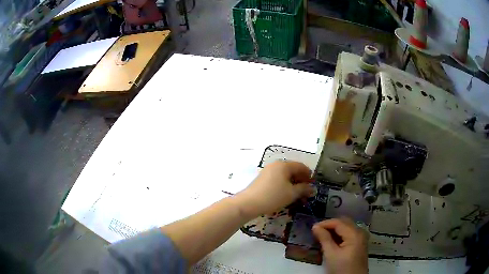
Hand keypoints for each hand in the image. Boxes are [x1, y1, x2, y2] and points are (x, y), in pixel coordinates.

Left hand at [236, 161, 313, 217]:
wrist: (249, 203)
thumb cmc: (273, 196)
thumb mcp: (291, 193)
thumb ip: (303, 189)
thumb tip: (312, 189)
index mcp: (284, 165)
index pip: (301, 166)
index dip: (309, 175)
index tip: (312, 185)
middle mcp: (275, 165)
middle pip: (293, 170)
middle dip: (301, 180)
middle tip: (306, 191)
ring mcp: (268, 171)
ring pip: (285, 175)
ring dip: (293, 184)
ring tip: (297, 194)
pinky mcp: (262, 179)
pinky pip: (278, 179)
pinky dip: (284, 185)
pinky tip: (286, 194)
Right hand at [312, 218, 368, 273]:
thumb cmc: (341, 268)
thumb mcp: (331, 254)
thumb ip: (324, 239)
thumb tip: (315, 227)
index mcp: (354, 233)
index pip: (338, 222)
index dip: (325, 223)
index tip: (312, 228)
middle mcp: (360, 232)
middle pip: (344, 222)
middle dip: (330, 225)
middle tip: (317, 232)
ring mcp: (361, 237)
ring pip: (347, 227)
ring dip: (335, 230)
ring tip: (322, 236)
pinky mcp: (360, 243)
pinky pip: (349, 233)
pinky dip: (340, 235)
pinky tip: (332, 241)